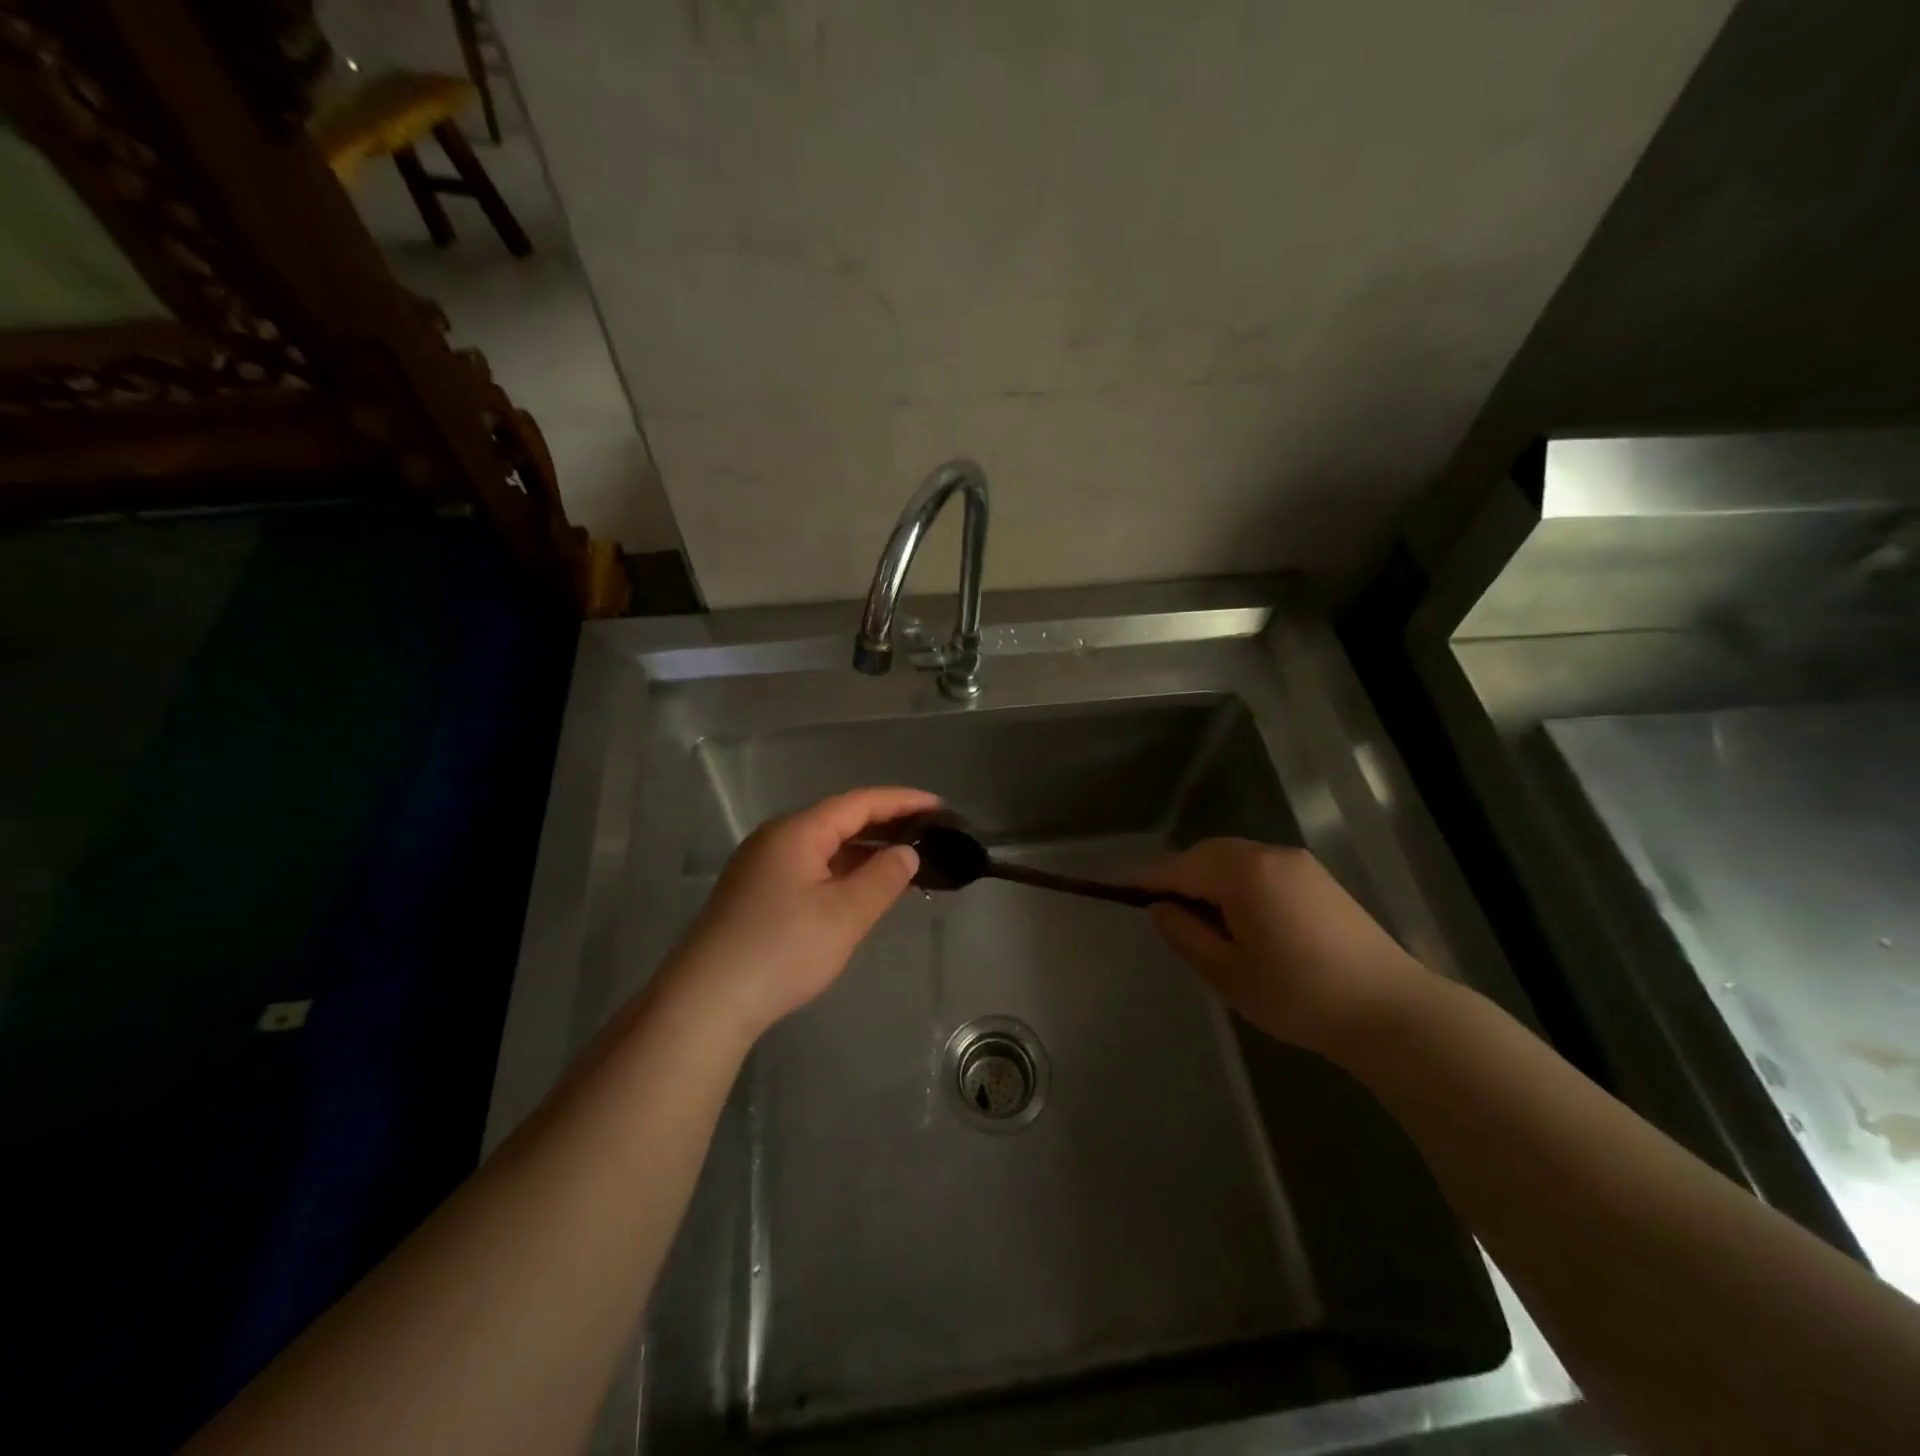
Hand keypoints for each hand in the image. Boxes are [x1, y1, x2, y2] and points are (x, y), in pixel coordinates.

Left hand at [667, 787, 937, 1036]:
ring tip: (903, 861)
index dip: (902, 801)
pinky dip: (841, 871)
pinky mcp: (754, 893)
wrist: (707, 1000)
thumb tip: (906, 852)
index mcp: (797, 832)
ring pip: (823, 846)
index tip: (939, 807)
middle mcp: (776, 839)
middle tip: (928, 833)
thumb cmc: (783, 950)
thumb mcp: (845, 914)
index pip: (859, 803)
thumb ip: (883, 877)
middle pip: (839, 820)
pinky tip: (859, 890)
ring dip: (863, 851)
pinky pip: (809, 867)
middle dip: (885, 824)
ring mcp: (760, 866)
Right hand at [1138, 838, 1429, 1052]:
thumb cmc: (1299, 995)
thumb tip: (1159, 907)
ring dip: (1208, 879)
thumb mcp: (1228, 973)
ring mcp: (1298, 863)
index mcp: (1243, 873)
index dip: (1145, 879)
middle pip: (1206, 854)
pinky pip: (1259, 868)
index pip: (1178, 867)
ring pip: (1234, 859)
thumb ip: (1185, 934)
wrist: (1392, 1011)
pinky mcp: (1317, 878)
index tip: (1114, 888)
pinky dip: (1236, 883)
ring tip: (1198, 919)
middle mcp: (1269, 854)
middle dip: (1177, 876)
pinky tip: (1239, 917)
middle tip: (1159, 911)